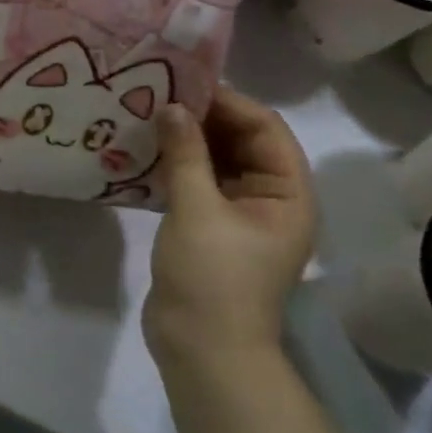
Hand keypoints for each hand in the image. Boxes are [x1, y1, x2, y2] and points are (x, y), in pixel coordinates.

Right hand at [143, 87, 317, 377]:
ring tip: (146, 117)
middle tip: (156, 95)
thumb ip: (185, 153)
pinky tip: (144, 152)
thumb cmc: (212, 277)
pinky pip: (198, 183)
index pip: (264, 128)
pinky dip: (175, 165)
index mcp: (287, 192)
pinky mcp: (211, 228)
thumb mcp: (196, 209)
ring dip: (186, 140)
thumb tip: (171, 106)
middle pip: (241, 141)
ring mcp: (240, 215)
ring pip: (216, 161)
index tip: (181, 82)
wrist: (202, 350)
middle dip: (203, 118)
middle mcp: (271, 198)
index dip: (227, 101)